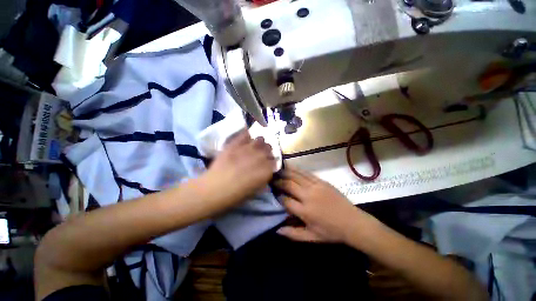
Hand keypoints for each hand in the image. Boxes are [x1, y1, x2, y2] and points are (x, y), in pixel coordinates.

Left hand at [202, 130, 274, 208]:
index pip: (274, 161)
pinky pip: (246, 134)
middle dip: (266, 151)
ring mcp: (248, 148)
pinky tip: (245, 141)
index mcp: (267, 169)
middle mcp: (261, 156)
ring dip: (259, 143)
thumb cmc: (236, 195)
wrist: (214, 189)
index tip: (266, 165)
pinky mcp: (236, 144)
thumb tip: (266, 171)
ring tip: (253, 147)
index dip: (270, 162)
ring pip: (260, 139)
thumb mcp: (255, 190)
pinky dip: (247, 137)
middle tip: (260, 155)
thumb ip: (264, 178)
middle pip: (269, 148)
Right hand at [275, 167, 374, 243]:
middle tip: (271, 179)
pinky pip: (306, 173)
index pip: (285, 200)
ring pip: (296, 176)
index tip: (272, 193)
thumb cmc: (331, 232)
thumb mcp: (312, 237)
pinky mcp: (322, 181)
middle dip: (278, 182)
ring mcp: (315, 186)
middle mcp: (308, 196)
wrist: (353, 222)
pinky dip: (297, 170)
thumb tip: (277, 230)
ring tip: (277, 170)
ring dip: (285, 172)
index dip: (277, 196)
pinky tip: (291, 167)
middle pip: (288, 185)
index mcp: (305, 211)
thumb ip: (293, 234)